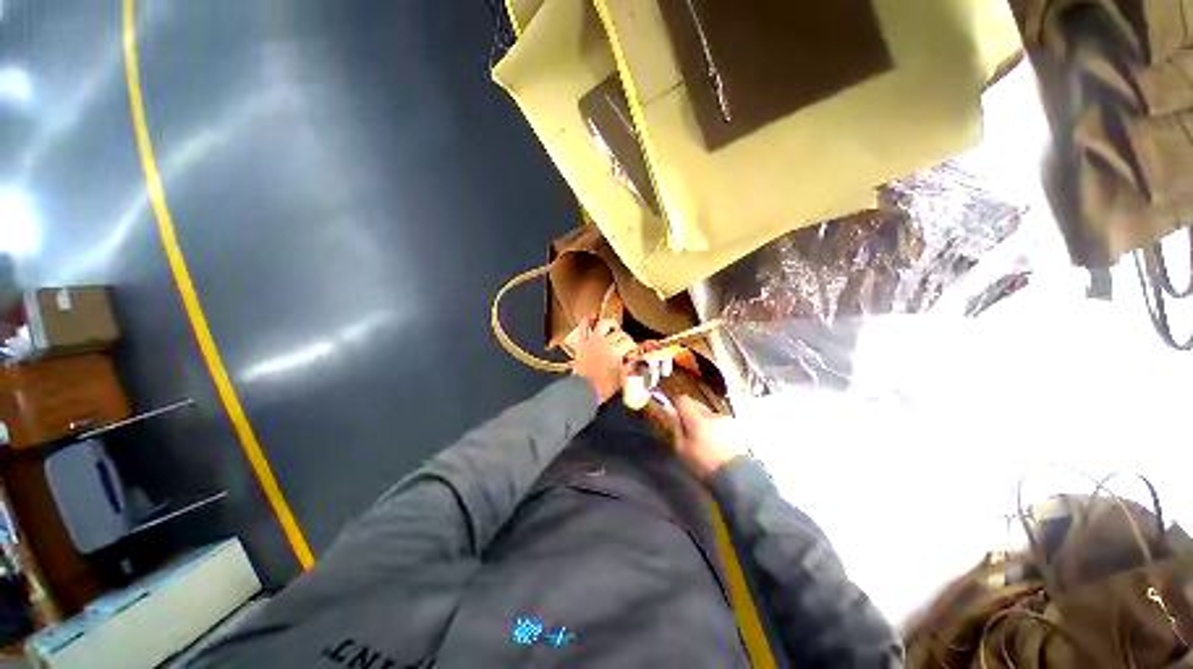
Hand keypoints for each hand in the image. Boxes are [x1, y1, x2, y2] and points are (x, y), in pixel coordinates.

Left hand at [572, 318, 635, 403]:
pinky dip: (587, 319)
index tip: (633, 351)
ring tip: (614, 328)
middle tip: (626, 344)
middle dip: (625, 338)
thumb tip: (634, 363)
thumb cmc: (602, 387)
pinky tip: (592, 316)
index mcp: (616, 351)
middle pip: (620, 333)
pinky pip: (583, 327)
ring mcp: (592, 340)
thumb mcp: (620, 379)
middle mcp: (605, 342)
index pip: (629, 342)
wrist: (582, 391)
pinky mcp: (582, 343)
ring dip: (611, 324)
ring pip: (604, 324)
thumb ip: (628, 369)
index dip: (633, 346)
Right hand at [669, 396, 747, 478]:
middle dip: (690, 412)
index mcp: (696, 419)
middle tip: (688, 429)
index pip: (683, 400)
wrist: (737, 477)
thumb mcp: (682, 448)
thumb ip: (676, 426)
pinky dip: (715, 426)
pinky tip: (716, 442)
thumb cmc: (704, 464)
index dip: (676, 404)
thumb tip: (669, 409)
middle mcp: (711, 414)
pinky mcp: (735, 426)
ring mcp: (725, 419)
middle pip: (696, 404)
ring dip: (703, 420)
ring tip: (704, 438)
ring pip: (708, 413)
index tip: (674, 414)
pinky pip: (719, 421)